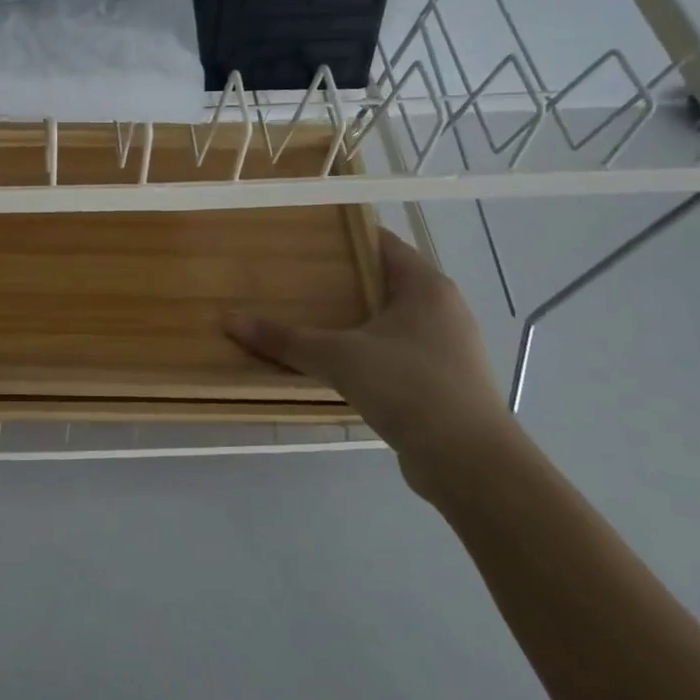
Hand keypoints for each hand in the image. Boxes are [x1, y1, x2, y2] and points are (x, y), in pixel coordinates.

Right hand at [225, 228, 519, 496]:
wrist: (470, 462)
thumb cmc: (408, 387)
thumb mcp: (337, 358)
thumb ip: (285, 339)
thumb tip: (230, 320)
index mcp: (425, 286)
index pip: (383, 243)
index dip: (345, 237)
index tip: (305, 238)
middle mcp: (442, 309)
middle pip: (385, 281)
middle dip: (342, 280)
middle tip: (295, 278)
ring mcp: (447, 347)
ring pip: (391, 319)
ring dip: (355, 318)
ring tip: (308, 318)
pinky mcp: (443, 382)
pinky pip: (397, 352)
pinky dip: (367, 350)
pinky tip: (336, 363)